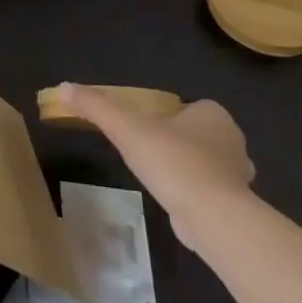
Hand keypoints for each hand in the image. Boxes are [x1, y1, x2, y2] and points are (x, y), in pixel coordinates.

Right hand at [51, 83, 253, 240]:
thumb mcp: (125, 129)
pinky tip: (176, 200)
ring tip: (159, 178)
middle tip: (146, 153)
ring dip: (187, 167)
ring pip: (208, 162)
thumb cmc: (172, 161)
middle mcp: (232, 138)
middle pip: (197, 133)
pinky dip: (195, 192)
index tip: (142, 130)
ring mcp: (239, 172)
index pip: (186, 107)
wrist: (212, 215)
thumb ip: (96, 107)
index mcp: (212, 113)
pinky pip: (212, 189)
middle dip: (176, 141)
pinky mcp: (238, 202)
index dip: (164, 117)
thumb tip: (63, 87)